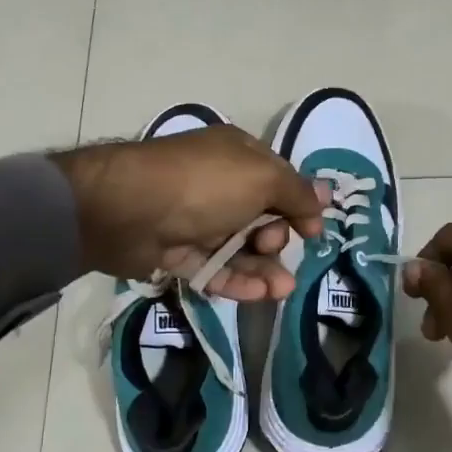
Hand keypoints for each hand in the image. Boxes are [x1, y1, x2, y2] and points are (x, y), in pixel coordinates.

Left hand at [55, 127, 323, 300]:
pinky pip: (213, 267)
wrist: (127, 209)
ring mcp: (195, 219)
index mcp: (237, 155)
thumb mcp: (261, 179)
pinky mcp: (176, 251)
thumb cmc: (203, 185)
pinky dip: (236, 280)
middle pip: (261, 216)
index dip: (298, 205)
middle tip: (271, 245)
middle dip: (276, 238)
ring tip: (281, 291)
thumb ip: (296, 192)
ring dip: (263, 269)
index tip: (312, 231)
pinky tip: (259, 296)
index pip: (279, 179)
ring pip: (239, 247)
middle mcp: (217, 184)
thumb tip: (325, 195)